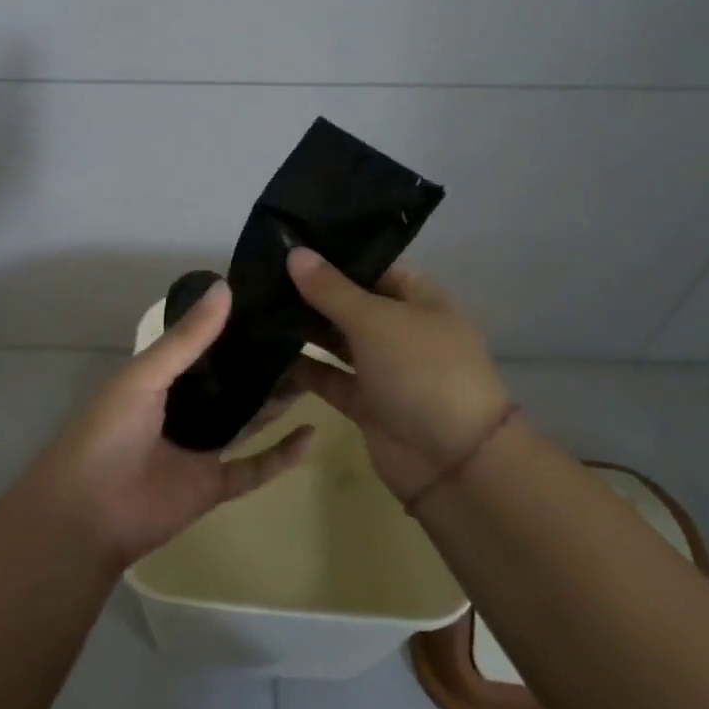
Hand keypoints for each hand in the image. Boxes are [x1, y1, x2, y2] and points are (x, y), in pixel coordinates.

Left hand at [22, 280, 314, 567]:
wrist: (88, 514)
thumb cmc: (108, 433)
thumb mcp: (145, 376)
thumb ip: (187, 338)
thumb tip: (226, 287)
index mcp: (159, 381)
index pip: (202, 347)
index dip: (232, 328)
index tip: (271, 304)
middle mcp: (182, 411)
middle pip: (229, 384)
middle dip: (260, 364)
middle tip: (303, 338)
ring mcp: (199, 450)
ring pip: (246, 421)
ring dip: (275, 402)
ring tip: (315, 373)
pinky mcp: (214, 486)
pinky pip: (255, 468)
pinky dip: (282, 455)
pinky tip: (312, 433)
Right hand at [284, 248, 510, 502]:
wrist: (453, 462)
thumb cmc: (422, 371)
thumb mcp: (375, 320)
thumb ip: (331, 289)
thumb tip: (294, 251)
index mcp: (420, 300)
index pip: (374, 267)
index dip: (335, 256)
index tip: (289, 246)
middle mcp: (402, 330)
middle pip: (351, 303)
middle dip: (311, 293)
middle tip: (260, 276)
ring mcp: (384, 368)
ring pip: (337, 341)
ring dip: (303, 330)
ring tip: (255, 308)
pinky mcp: (365, 403)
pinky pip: (328, 377)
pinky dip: (302, 368)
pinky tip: (265, 351)